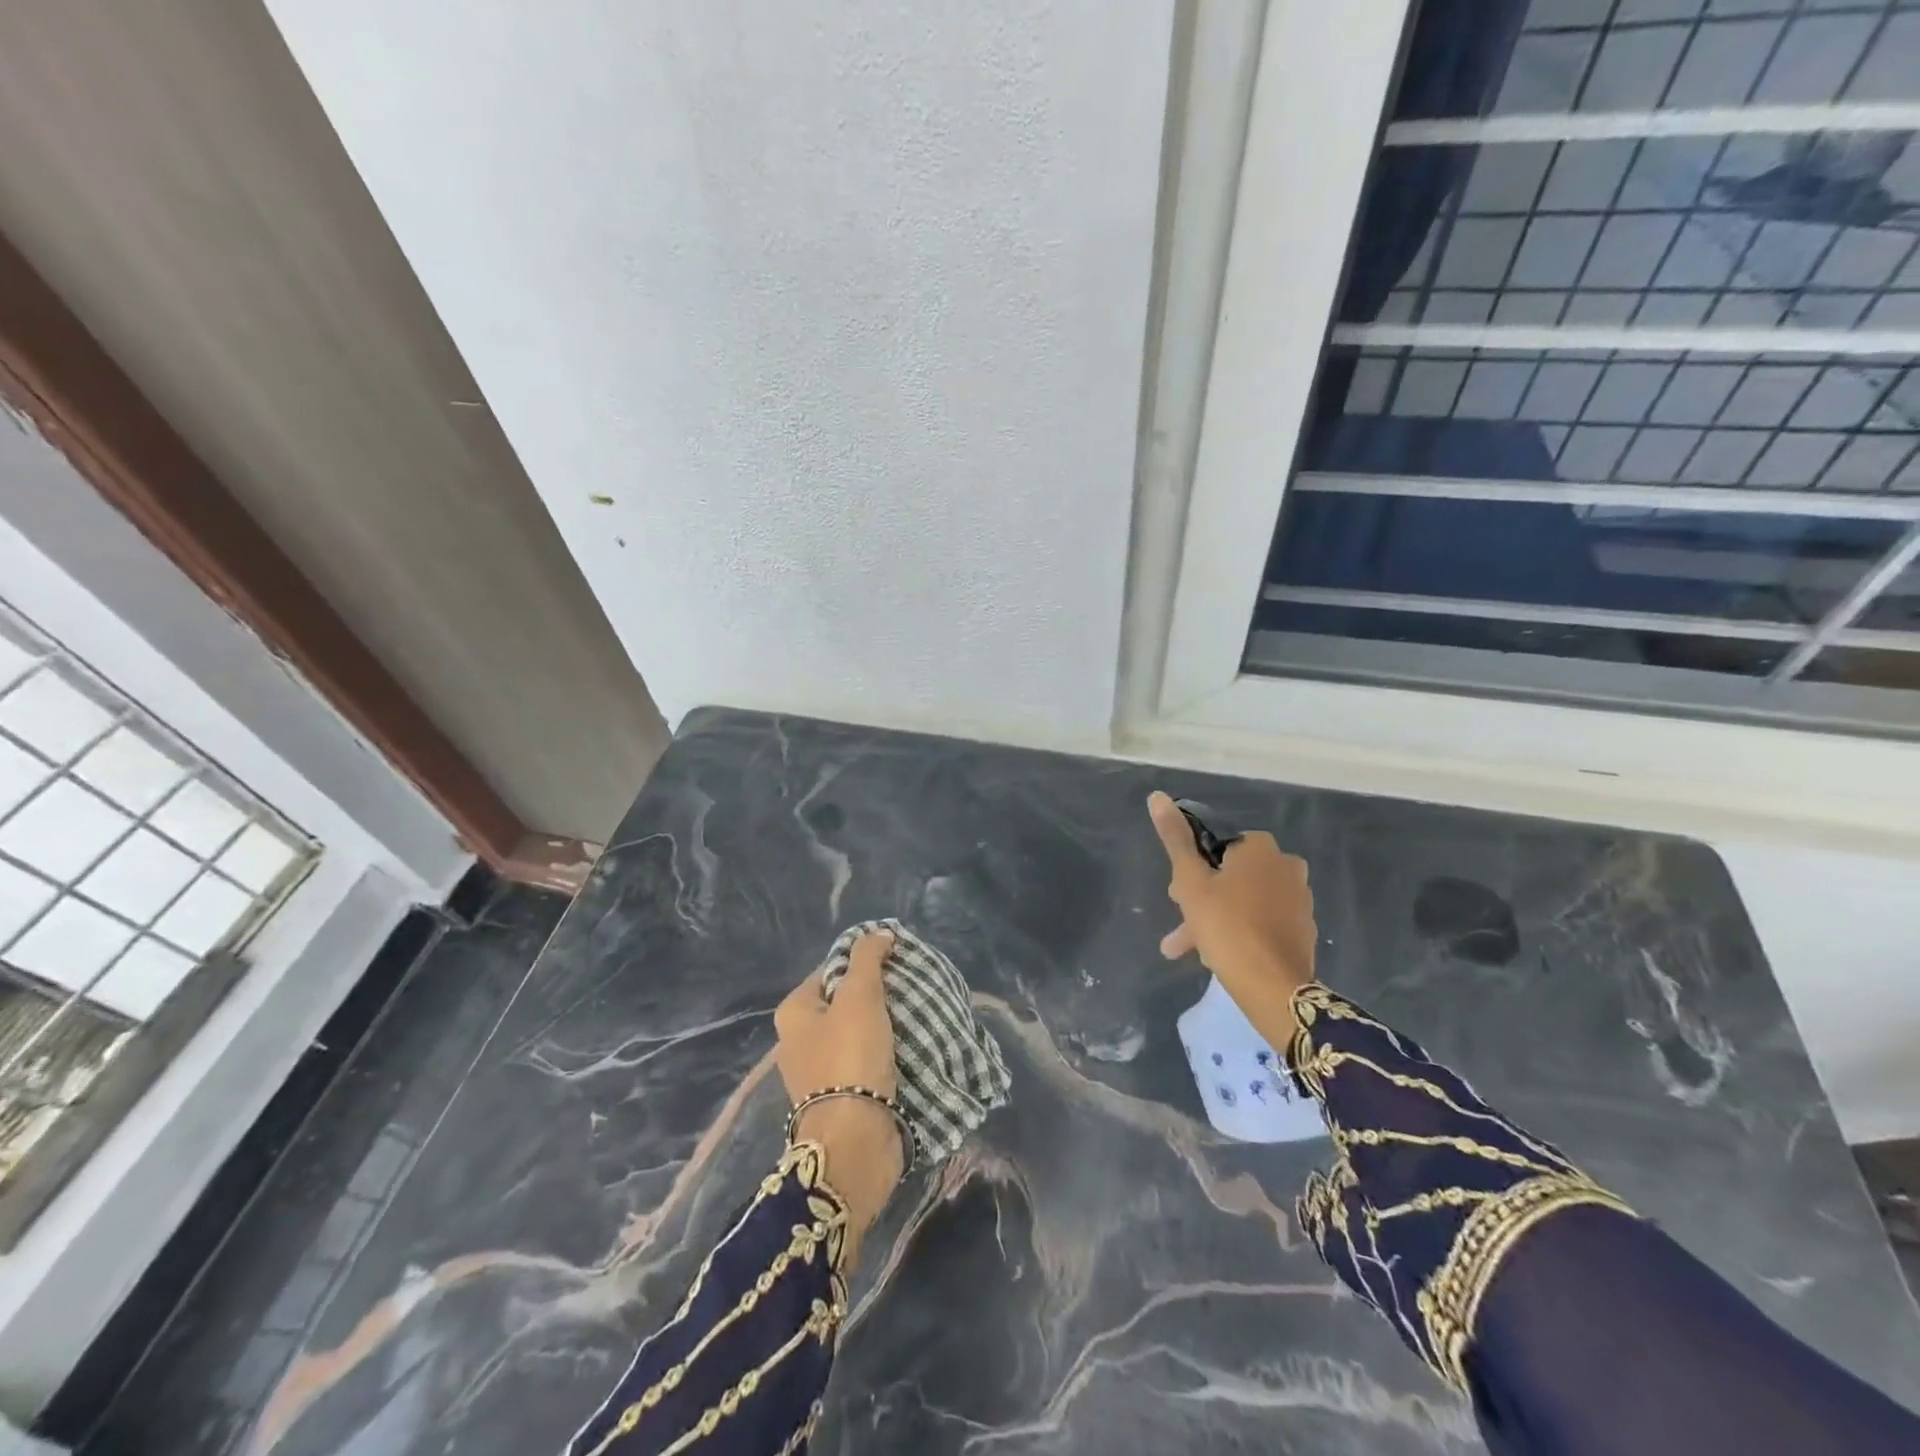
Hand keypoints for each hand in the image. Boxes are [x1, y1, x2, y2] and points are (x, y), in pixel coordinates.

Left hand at [774, 930, 903, 1258]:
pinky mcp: (842, 1098)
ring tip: (917, 1015)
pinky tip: (911, 1047)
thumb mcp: (859, 995)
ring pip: (858, 1033)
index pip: (829, 970)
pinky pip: (866, 1061)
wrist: (855, 1141)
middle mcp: (799, 1041)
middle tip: (909, 988)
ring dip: (885, 1025)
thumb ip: (868, 959)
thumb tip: (880, 932)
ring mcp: (819, 1073)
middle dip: (876, 994)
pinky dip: (886, 1053)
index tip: (895, 961)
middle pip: (843, 1002)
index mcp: (794, 1013)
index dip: (861, 961)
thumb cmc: (850, 1056)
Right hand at [1147, 791, 1317, 1047]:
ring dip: (1214, 919)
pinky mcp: (1303, 929)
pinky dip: (1239, 931)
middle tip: (1180, 925)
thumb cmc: (1226, 926)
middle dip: (1200, 898)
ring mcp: (1298, 899)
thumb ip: (1175, 838)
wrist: (1274, 988)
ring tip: (1188, 949)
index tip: (1176, 896)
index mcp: (1260, 848)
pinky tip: (1219, 955)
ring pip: (1243, 901)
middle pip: (1229, 875)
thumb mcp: (1190, 881)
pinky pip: (1261, 921)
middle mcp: (1285, 866)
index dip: (1191, 869)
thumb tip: (1158, 796)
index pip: (1215, 846)